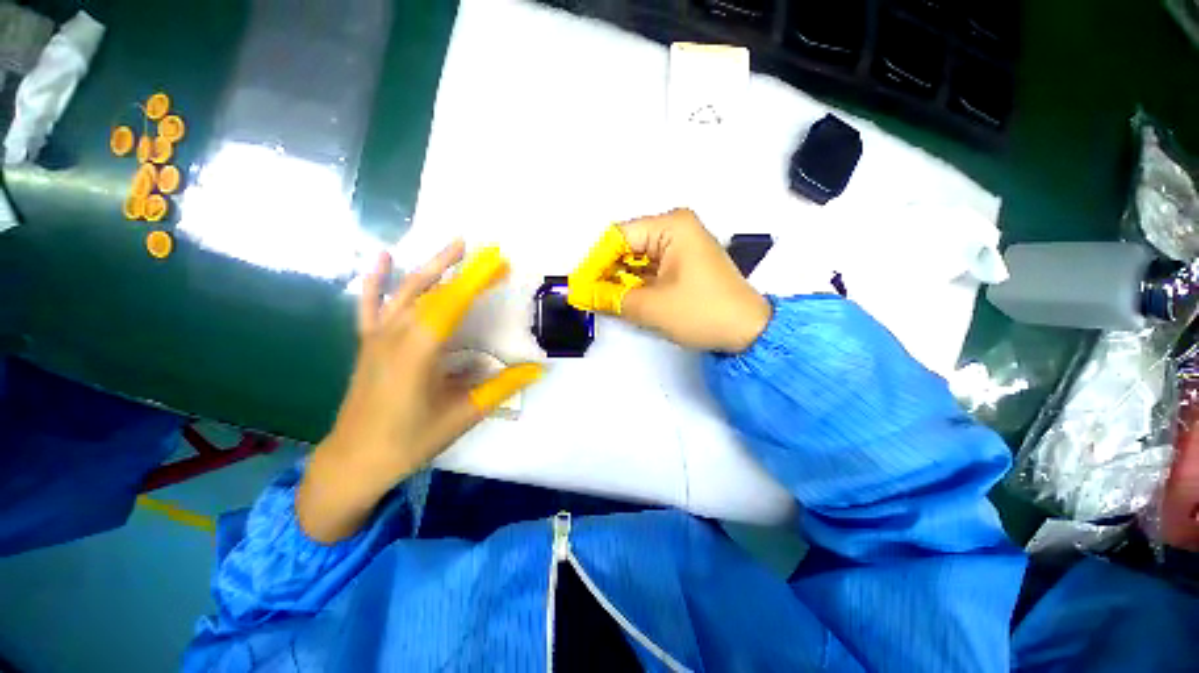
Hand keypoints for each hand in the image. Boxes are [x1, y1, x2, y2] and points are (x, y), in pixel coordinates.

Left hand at [297, 242, 542, 542]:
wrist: (355, 460)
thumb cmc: (411, 439)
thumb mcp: (464, 414)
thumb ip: (502, 386)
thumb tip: (538, 369)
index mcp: (420, 350)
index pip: (454, 303)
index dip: (478, 279)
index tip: (500, 261)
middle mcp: (397, 334)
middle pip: (435, 291)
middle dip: (466, 271)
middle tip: (494, 256)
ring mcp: (378, 336)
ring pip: (407, 290)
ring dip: (433, 265)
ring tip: (456, 244)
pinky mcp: (368, 342)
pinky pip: (370, 304)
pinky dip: (376, 279)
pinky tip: (384, 256)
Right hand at [568, 208, 770, 352]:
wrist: (747, 332)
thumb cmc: (703, 312)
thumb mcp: (651, 306)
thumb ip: (610, 298)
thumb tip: (581, 294)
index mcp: (671, 226)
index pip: (619, 237)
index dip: (596, 261)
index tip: (580, 284)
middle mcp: (676, 229)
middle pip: (627, 246)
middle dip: (607, 272)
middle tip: (588, 295)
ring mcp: (681, 247)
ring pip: (637, 260)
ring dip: (620, 280)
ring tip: (601, 300)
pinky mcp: (683, 265)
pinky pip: (650, 270)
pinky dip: (635, 285)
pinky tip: (622, 299)